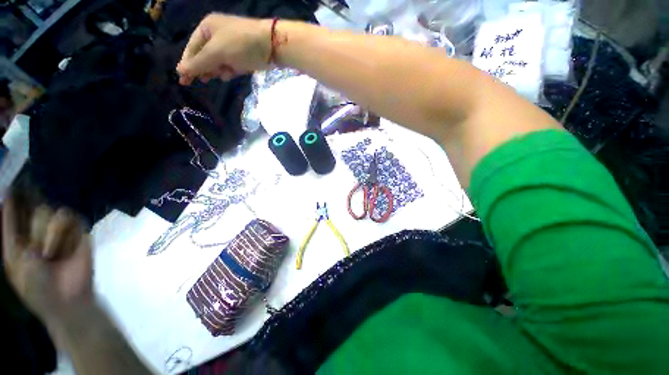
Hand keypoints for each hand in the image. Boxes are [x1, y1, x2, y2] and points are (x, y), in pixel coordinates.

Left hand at [2, 199, 92, 327]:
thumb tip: (7, 198)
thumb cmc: (34, 286)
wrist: (65, 299)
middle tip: (40, 253)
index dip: (15, 197)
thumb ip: (9, 230)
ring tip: (52, 255)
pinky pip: (71, 220)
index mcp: (21, 237)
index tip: (13, 184)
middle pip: (38, 209)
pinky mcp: (80, 233)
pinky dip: (65, 234)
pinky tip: (65, 249)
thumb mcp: (14, 261)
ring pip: (54, 213)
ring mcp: (62, 232)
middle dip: (37, 230)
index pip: (17, 210)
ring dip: (50, 235)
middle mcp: (40, 230)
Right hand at [176, 14, 271, 84]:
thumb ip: (199, 62)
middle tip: (192, 83)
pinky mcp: (242, 57)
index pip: (192, 47)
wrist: (272, 47)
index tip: (182, 79)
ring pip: (217, 62)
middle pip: (204, 55)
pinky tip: (226, 76)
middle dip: (200, 68)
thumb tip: (180, 71)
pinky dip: (227, 71)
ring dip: (213, 70)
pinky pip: (230, 66)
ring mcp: (231, 47)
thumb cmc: (240, 44)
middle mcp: (217, 35)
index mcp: (207, 28)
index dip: (187, 63)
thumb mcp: (216, 52)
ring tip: (208, 79)